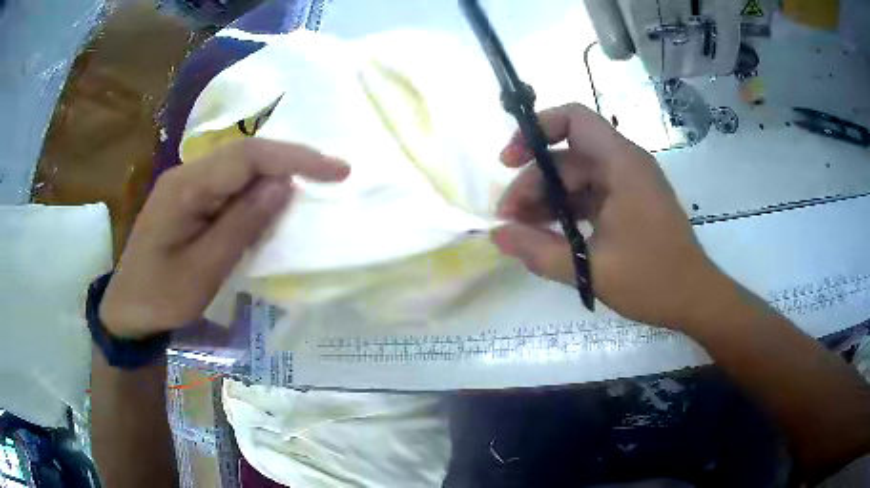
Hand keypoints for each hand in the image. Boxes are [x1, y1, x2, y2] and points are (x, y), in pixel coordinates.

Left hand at [100, 139, 349, 338]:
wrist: (127, 308)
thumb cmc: (161, 296)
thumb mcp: (203, 270)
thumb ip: (242, 224)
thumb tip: (284, 185)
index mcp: (186, 187)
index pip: (247, 156)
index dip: (295, 157)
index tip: (338, 170)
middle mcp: (186, 174)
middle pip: (245, 153)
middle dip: (291, 159)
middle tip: (332, 174)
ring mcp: (186, 183)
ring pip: (239, 165)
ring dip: (276, 171)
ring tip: (313, 182)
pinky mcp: (189, 198)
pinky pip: (229, 182)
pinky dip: (257, 187)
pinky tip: (273, 198)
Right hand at [491, 103, 728, 328]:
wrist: (695, 298)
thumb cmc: (653, 280)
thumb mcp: (591, 269)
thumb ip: (539, 251)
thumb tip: (496, 235)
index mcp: (622, 165)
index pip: (574, 119)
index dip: (536, 130)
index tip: (509, 161)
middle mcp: (625, 165)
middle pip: (567, 155)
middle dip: (532, 182)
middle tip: (508, 219)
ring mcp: (628, 184)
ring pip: (575, 177)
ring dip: (546, 198)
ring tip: (521, 229)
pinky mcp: (628, 203)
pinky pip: (589, 195)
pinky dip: (565, 209)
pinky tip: (547, 233)